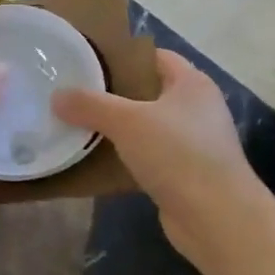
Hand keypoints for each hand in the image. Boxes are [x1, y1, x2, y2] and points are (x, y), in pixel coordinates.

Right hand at [53, 50, 264, 264]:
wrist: (216, 217)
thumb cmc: (177, 154)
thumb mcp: (127, 121)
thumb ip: (90, 105)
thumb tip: (57, 96)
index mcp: (192, 83)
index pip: (154, 57)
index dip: (122, 57)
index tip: (87, 62)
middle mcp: (197, 108)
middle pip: (149, 92)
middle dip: (113, 94)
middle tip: (76, 95)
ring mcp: (194, 143)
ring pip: (148, 127)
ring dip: (118, 129)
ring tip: (80, 126)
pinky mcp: (186, 174)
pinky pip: (150, 157)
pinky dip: (127, 158)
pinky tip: (99, 161)